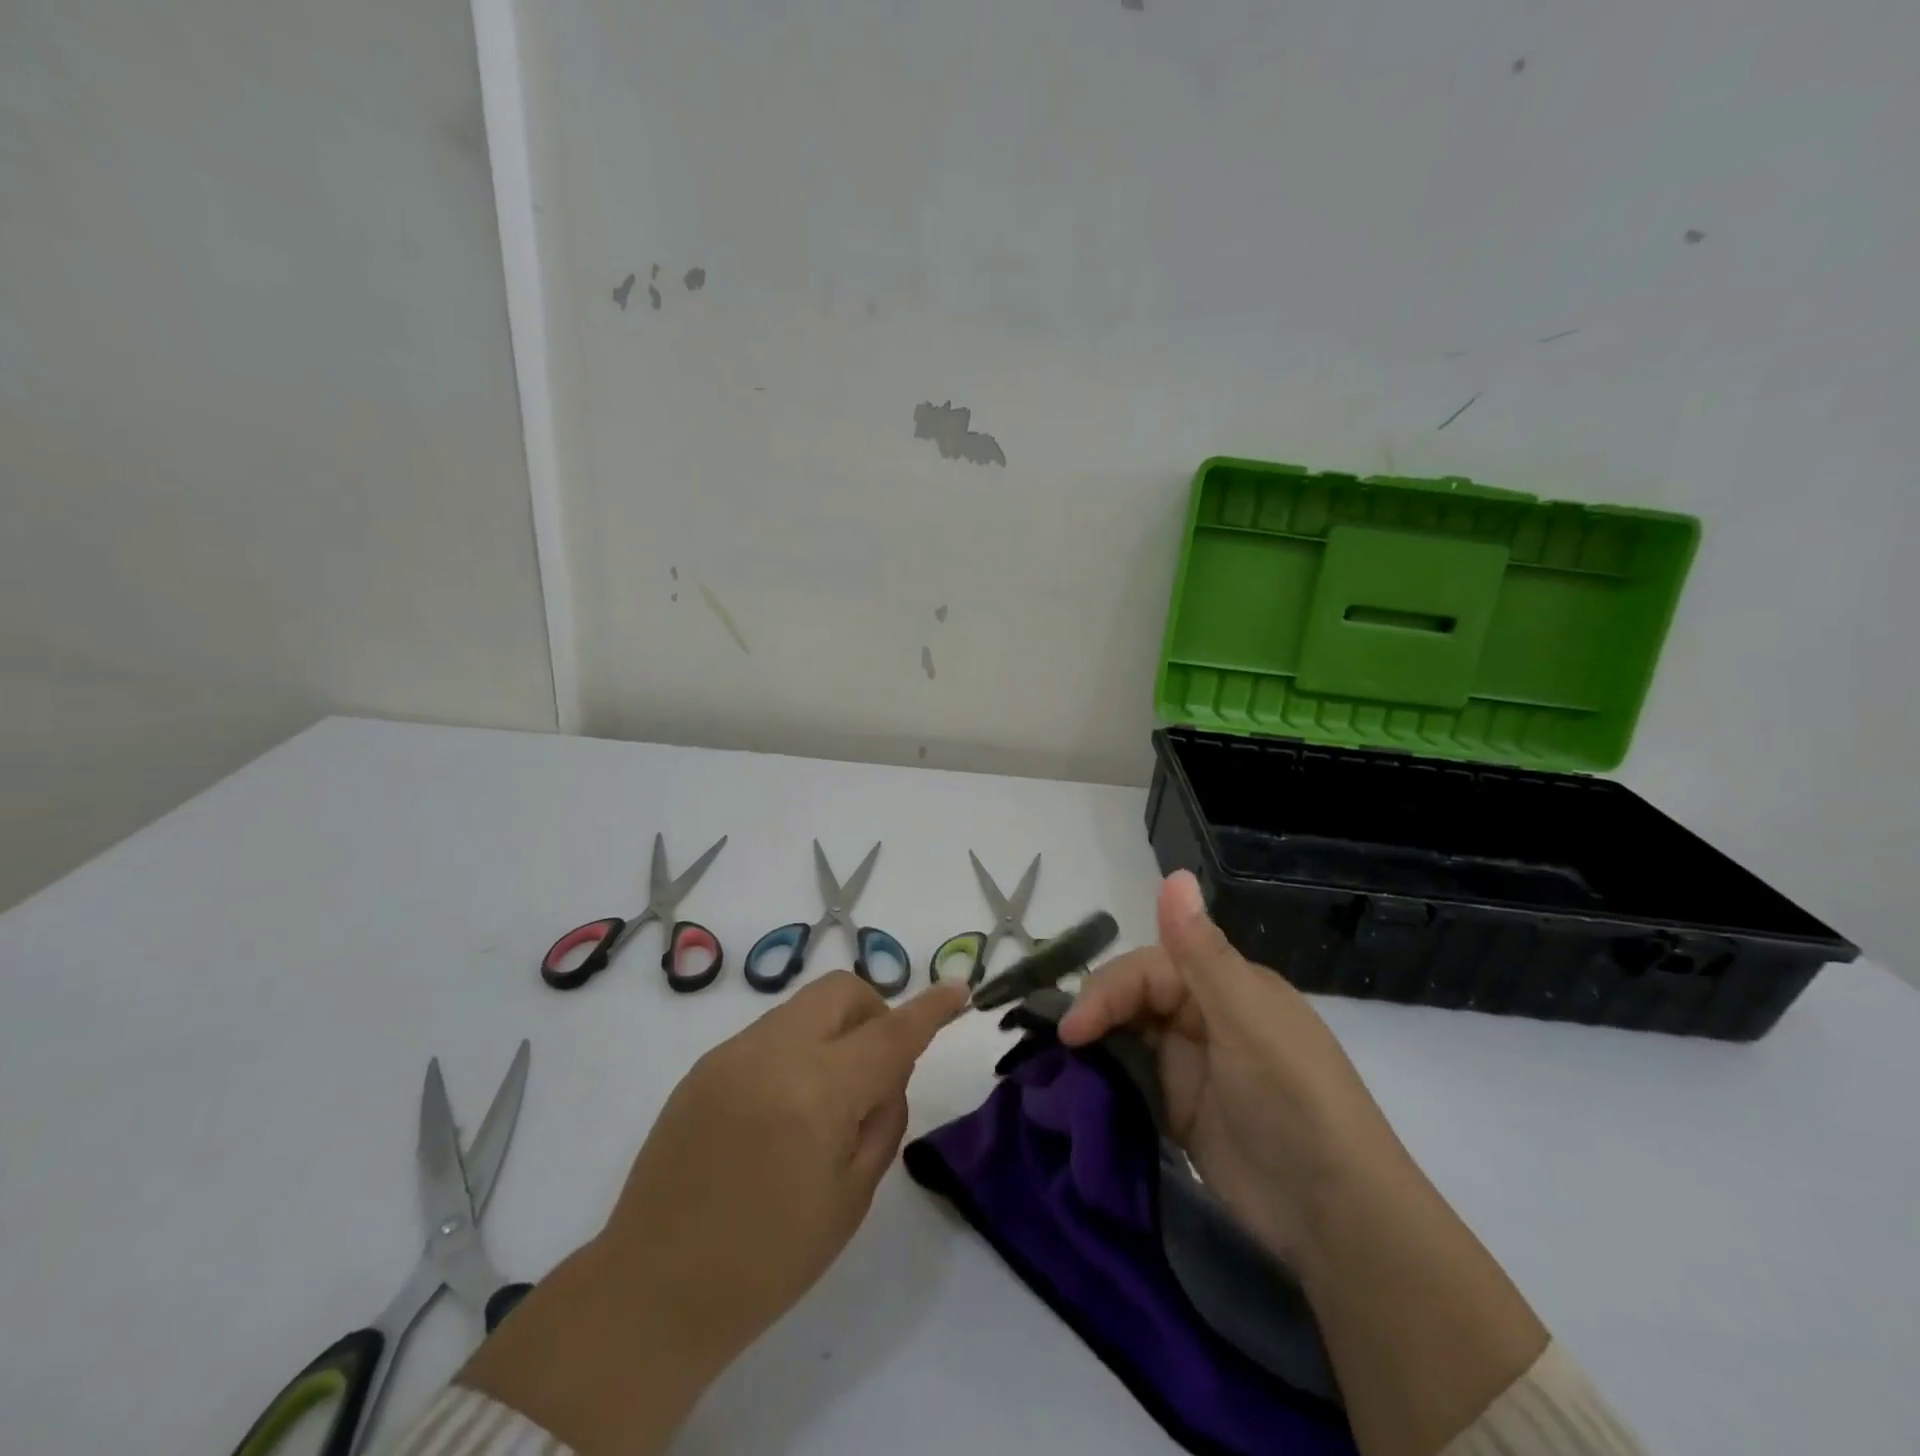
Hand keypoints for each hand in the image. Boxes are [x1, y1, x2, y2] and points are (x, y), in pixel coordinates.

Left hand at [463, 971, 967, 1454]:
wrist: (652, 1290)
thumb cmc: (767, 1260)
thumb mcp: (850, 1199)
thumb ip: (882, 1119)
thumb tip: (888, 1073)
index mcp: (817, 1092)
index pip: (890, 1031)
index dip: (930, 1007)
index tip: (958, 988)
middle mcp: (774, 1052)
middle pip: (843, 991)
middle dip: (874, 1012)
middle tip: (877, 1069)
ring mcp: (733, 1052)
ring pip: (805, 1005)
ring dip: (835, 1029)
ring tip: (827, 1096)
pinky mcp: (706, 1063)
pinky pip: (772, 1030)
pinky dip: (798, 1047)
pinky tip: (783, 1107)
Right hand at [1063, 873, 1549, 1455]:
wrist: (1337, 1220)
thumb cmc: (1294, 1103)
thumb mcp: (1248, 1022)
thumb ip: (1202, 953)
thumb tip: (1174, 873)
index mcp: (1226, 985)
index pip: (1150, 967)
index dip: (1108, 989)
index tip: (1074, 1028)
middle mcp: (1206, 1016)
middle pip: (1134, 997)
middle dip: (1097, 1013)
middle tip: (1066, 1047)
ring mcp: (1192, 1065)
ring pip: (1128, 1035)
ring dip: (1097, 1044)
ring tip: (1061, 1066)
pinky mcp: (1180, 1110)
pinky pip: (1132, 1079)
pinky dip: (1106, 1080)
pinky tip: (1081, 1089)